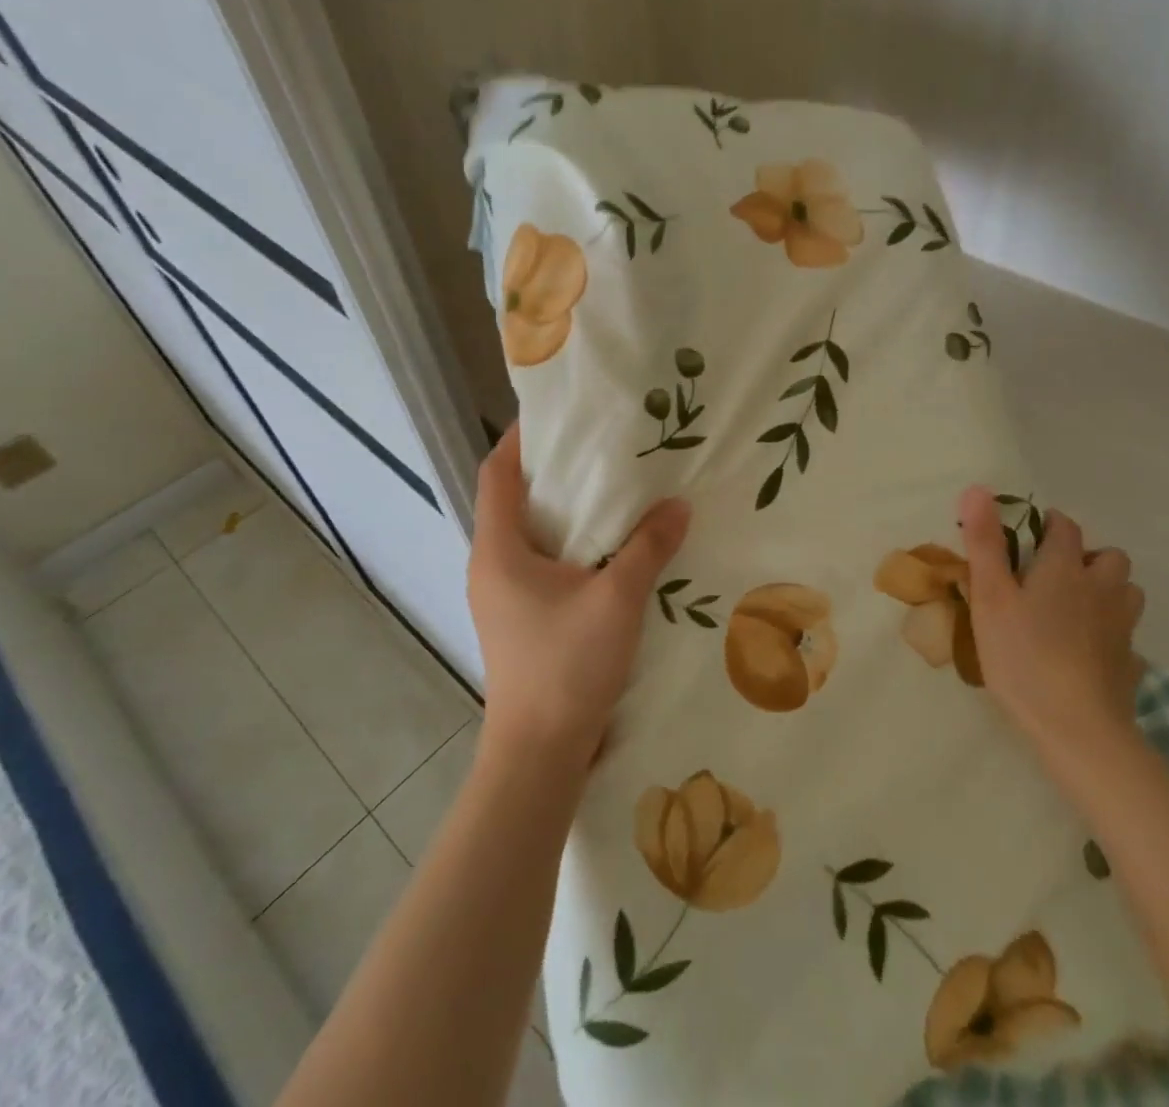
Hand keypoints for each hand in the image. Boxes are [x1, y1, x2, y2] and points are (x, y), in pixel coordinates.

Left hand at [468, 425, 689, 764]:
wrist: (539, 754)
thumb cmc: (566, 666)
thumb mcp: (617, 599)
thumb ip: (647, 547)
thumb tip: (677, 506)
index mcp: (498, 550)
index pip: (497, 473)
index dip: (520, 438)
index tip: (558, 414)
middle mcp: (491, 565)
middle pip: (513, 499)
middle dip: (552, 469)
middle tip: (600, 445)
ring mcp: (502, 595)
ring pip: (529, 533)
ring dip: (564, 508)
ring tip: (611, 487)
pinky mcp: (520, 618)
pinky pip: (541, 562)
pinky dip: (570, 543)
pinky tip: (610, 545)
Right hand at [956, 484, 1146, 771]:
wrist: (1077, 729)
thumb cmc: (1024, 656)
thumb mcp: (990, 597)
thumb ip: (985, 543)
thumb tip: (977, 489)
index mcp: (1065, 569)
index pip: (1065, 528)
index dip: (1048, 524)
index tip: (1028, 535)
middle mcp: (1102, 590)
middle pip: (1110, 557)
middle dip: (1087, 557)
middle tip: (1054, 576)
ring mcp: (1122, 629)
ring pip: (1126, 593)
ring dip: (1107, 591)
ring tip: (1076, 609)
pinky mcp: (1131, 664)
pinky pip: (1127, 637)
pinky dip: (1112, 635)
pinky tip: (1091, 654)